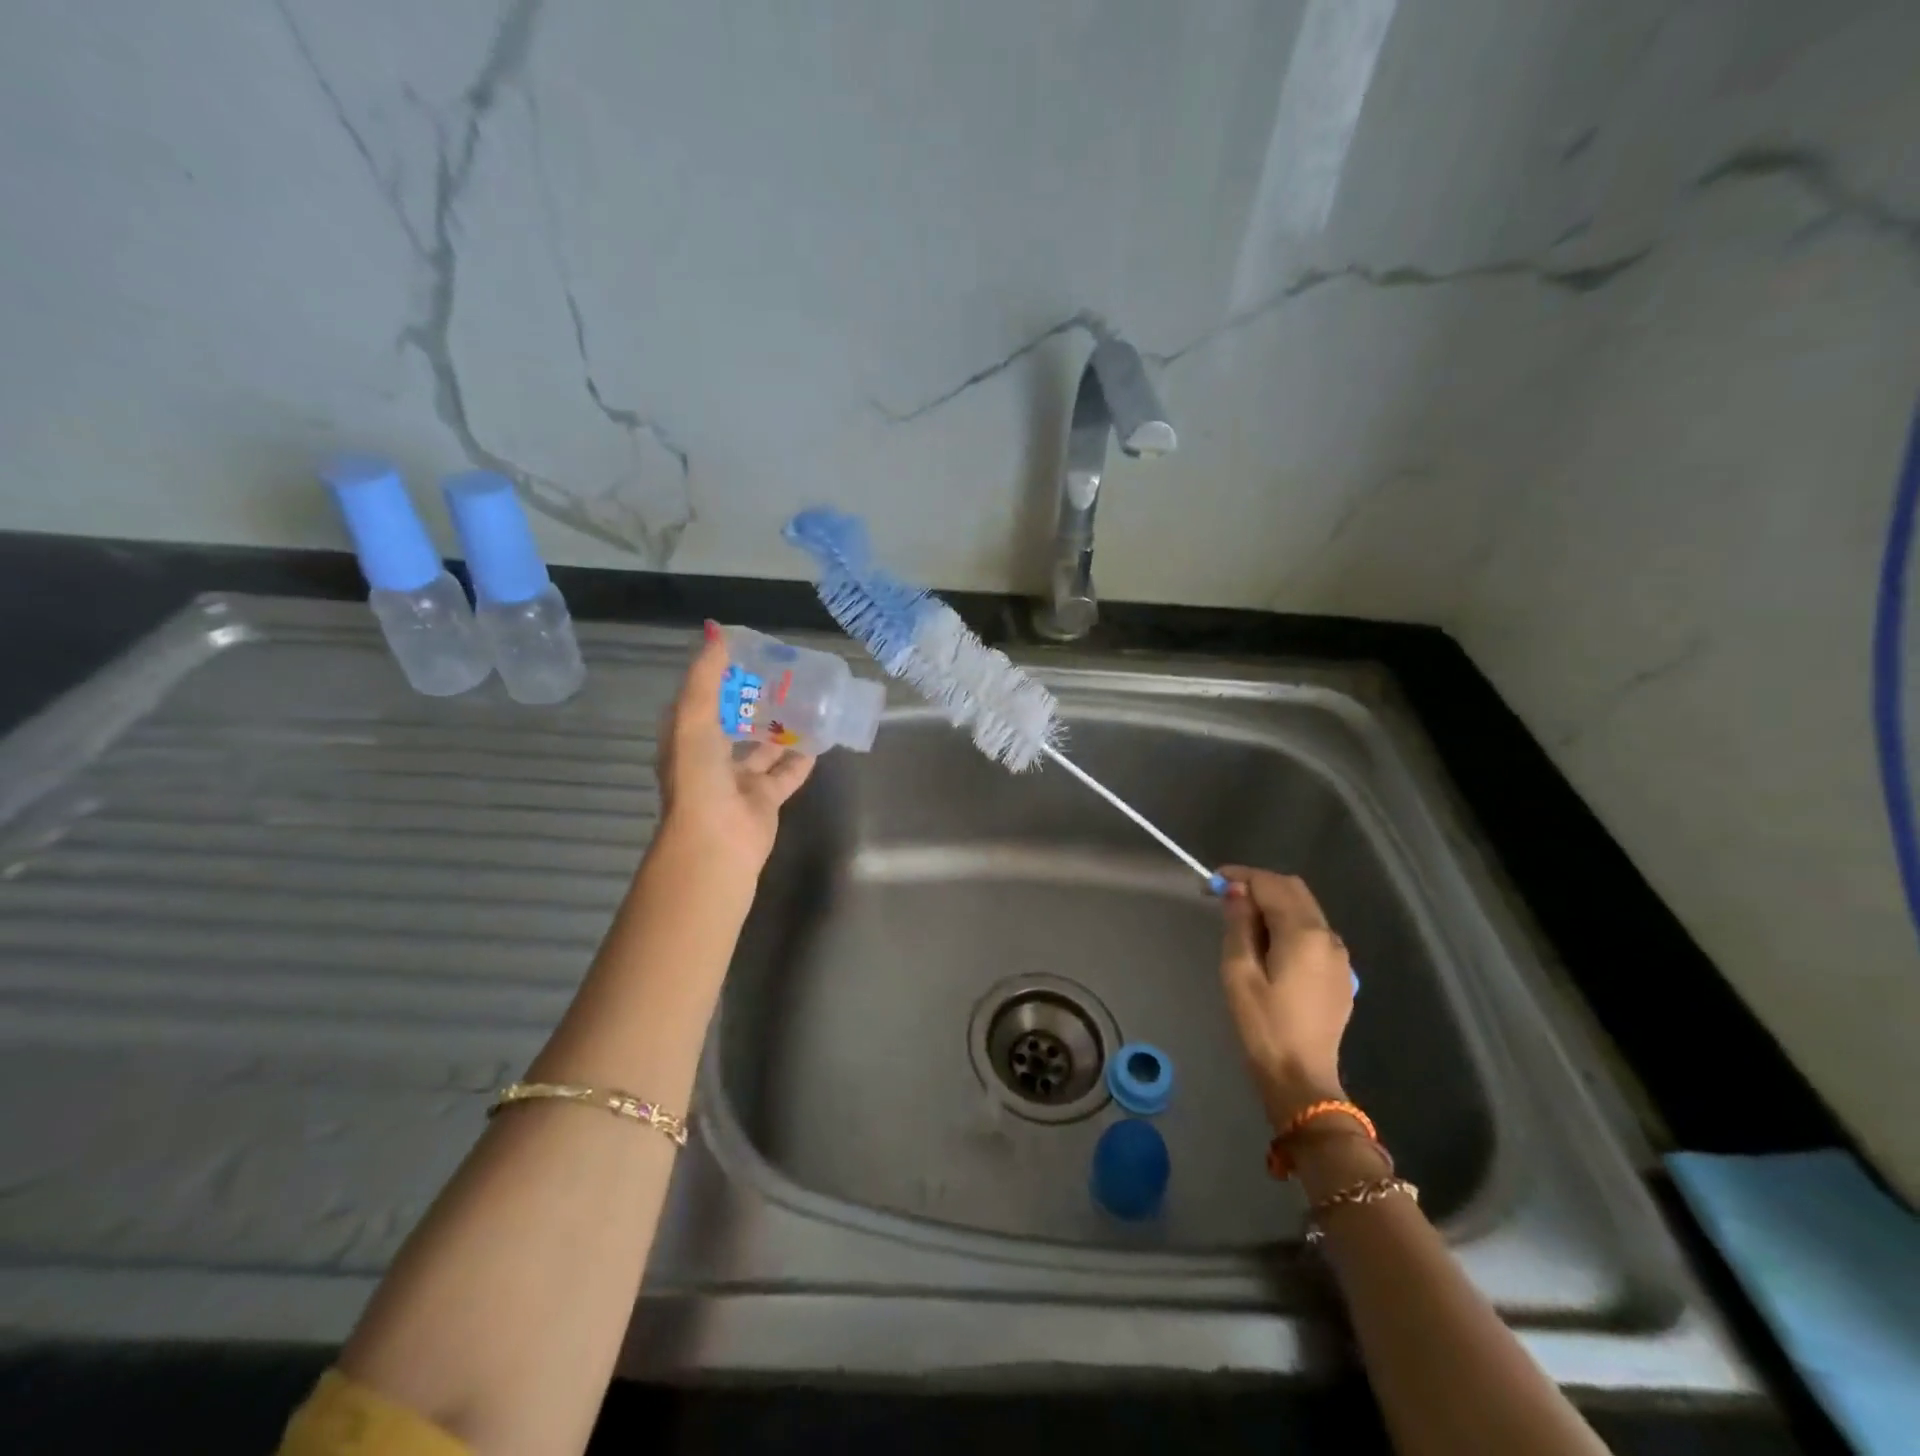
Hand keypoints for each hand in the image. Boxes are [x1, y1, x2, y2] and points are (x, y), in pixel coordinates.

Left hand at [654, 622, 815, 877]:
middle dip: (753, 700)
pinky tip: (819, 738)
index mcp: (687, 737)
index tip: (747, 651)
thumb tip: (715, 631)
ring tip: (804, 700)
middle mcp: (711, 757)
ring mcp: (739, 780)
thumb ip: (705, 677)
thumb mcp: (694, 719)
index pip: (702, 698)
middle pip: (734, 721)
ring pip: (762, 747)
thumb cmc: (699, 777)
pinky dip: (801, 758)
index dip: (719, 675)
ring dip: (778, 728)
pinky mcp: (766, 799)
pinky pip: (787, 773)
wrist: (717, 841)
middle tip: (783, 674)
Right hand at [1217, 866, 1354, 1128]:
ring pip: (1306, 910)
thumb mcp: (1238, 972)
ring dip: (1274, 904)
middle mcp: (1328, 937)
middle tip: (1225, 897)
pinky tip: (1268, 945)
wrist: (1301, 1079)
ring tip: (1242, 921)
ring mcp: (1339, 956)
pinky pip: (1314, 933)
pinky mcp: (1341, 975)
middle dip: (1259, 886)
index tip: (1211, 881)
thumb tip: (1238, 892)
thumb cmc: (1263, 1026)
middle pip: (1294, 891)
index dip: (1240, 876)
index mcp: (1303, 933)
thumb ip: (1239, 925)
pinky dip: (1289, 924)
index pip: (1271, 885)